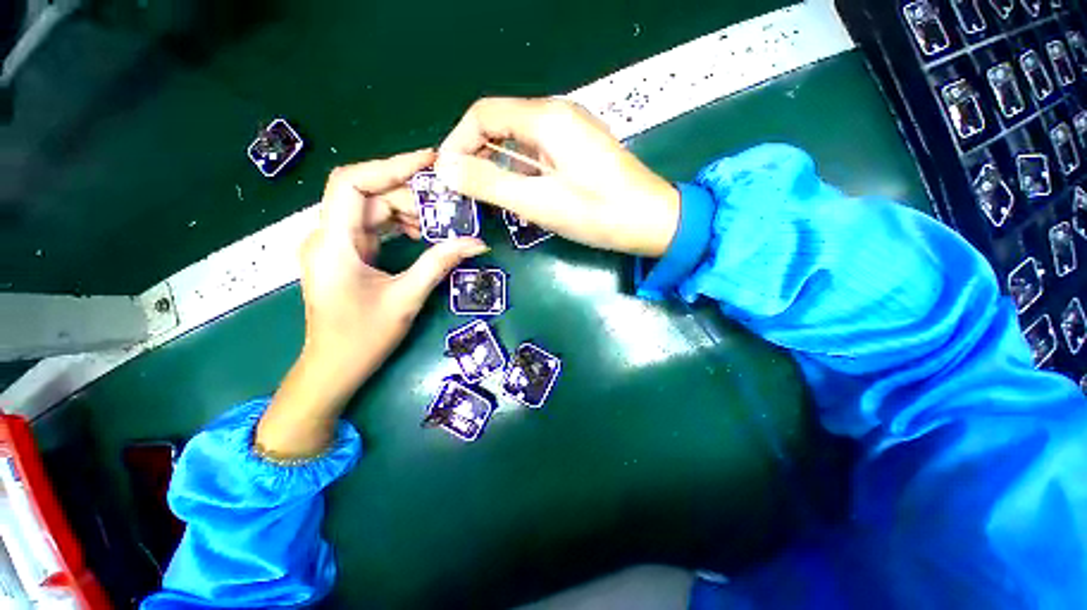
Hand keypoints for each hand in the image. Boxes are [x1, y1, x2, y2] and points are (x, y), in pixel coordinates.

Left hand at [256, 149, 487, 458]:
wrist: (333, 368)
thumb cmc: (363, 338)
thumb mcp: (407, 299)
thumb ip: (440, 264)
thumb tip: (476, 243)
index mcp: (333, 244)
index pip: (352, 183)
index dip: (390, 165)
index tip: (429, 161)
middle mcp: (327, 236)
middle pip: (367, 194)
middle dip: (408, 194)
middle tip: (446, 205)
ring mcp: (334, 245)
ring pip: (370, 208)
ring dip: (405, 210)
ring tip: (438, 224)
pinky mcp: (345, 254)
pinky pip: (372, 226)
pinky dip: (398, 225)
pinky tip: (420, 234)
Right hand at [436, 97, 679, 256]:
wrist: (653, 222)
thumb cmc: (598, 213)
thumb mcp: (539, 201)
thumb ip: (490, 183)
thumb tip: (445, 168)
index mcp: (546, 118)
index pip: (483, 114)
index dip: (458, 142)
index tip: (447, 176)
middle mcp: (557, 114)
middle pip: (500, 125)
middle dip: (476, 155)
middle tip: (464, 191)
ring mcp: (571, 132)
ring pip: (519, 141)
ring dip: (498, 166)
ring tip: (486, 197)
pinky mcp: (578, 150)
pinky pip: (538, 153)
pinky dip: (521, 171)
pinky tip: (519, 194)